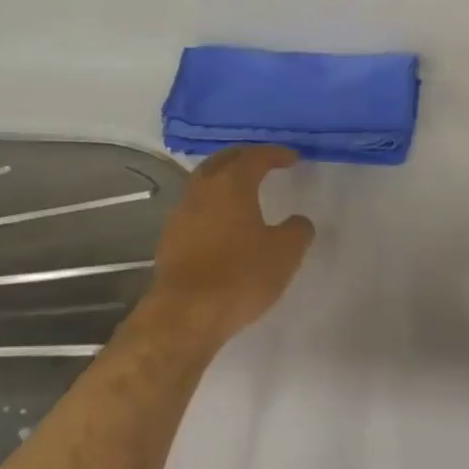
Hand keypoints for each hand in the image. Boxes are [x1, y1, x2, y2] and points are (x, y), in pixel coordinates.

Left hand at [142, 146, 314, 348]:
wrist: (186, 314)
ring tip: (242, 191)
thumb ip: (297, 230)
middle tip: (263, 161)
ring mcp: (181, 214)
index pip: (255, 156)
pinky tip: (222, 223)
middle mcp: (202, 190)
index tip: (292, 158)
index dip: (275, 154)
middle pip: (222, 161)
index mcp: (232, 184)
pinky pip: (194, 209)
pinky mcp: (169, 239)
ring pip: (203, 183)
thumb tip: (298, 222)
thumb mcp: (285, 253)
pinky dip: (211, 205)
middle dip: (244, 157)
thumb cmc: (240, 275)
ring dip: (223, 180)